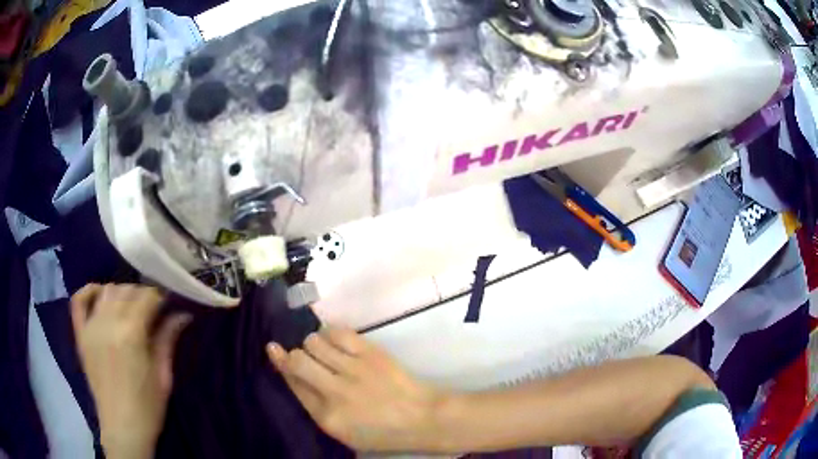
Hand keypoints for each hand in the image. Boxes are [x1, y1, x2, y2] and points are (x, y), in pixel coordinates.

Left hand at [71, 284, 190, 458]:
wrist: (122, 428)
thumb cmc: (148, 407)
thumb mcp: (163, 375)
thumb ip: (168, 340)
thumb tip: (183, 314)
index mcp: (131, 334)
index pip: (146, 297)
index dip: (160, 296)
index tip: (168, 303)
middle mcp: (108, 323)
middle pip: (126, 290)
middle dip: (142, 293)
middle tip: (152, 308)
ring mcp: (90, 327)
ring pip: (106, 291)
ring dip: (121, 292)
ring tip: (130, 307)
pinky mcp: (80, 335)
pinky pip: (78, 301)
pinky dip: (89, 291)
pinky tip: (100, 294)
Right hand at [267, 328, 443, 452]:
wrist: (420, 418)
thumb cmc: (380, 432)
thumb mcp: (342, 432)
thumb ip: (315, 406)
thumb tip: (293, 376)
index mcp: (326, 416)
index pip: (293, 383)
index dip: (280, 363)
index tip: (273, 349)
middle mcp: (335, 391)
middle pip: (298, 360)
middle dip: (293, 355)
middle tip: (302, 356)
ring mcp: (353, 370)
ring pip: (314, 342)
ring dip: (313, 344)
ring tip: (323, 350)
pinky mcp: (370, 353)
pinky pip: (337, 332)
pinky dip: (330, 333)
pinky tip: (334, 340)